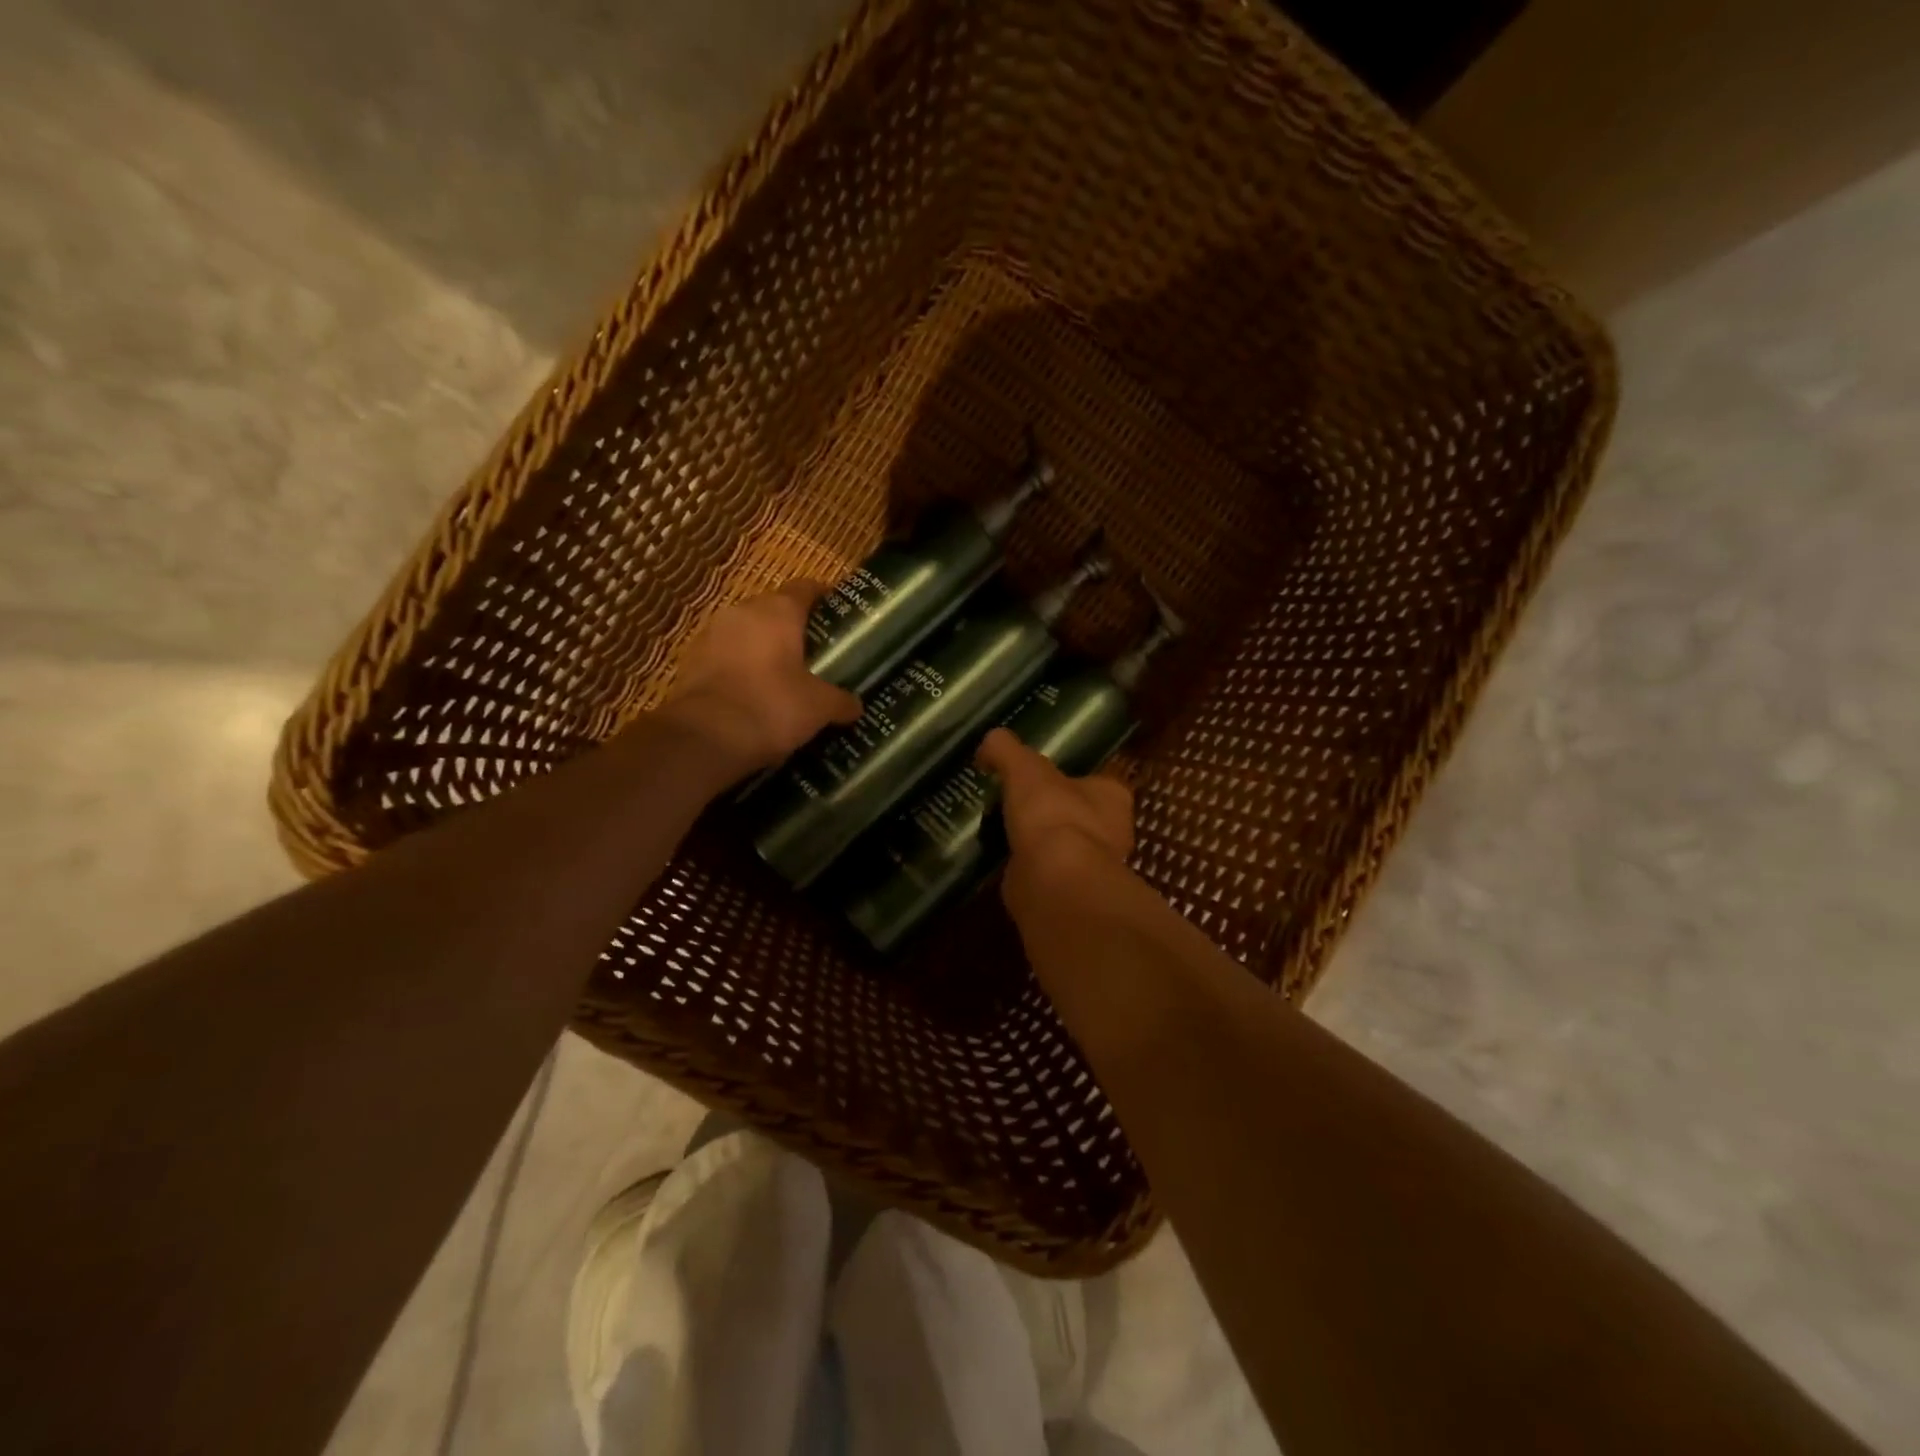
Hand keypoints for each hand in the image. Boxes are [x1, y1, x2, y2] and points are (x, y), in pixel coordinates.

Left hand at [663, 581, 862, 769]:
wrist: (703, 739)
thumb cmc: (771, 707)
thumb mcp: (819, 707)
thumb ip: (841, 701)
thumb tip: (856, 706)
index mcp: (777, 611)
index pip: (805, 587)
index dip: (823, 597)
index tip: (837, 612)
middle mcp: (741, 613)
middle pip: (773, 610)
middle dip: (793, 628)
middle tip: (816, 651)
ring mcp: (711, 636)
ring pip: (746, 634)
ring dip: (763, 649)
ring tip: (785, 675)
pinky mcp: (690, 662)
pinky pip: (725, 658)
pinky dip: (741, 670)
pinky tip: (755, 694)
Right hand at [977, 727, 1134, 909]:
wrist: (1055, 880)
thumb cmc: (1052, 814)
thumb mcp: (1024, 767)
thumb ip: (1006, 749)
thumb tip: (989, 742)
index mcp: (1112, 796)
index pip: (1094, 781)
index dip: (1066, 778)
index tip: (1037, 778)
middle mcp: (1111, 832)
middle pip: (1078, 815)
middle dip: (1049, 812)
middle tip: (1015, 804)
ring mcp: (1091, 866)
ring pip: (1061, 846)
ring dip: (1036, 842)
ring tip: (1001, 831)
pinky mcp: (1068, 893)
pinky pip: (1044, 873)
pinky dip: (1024, 868)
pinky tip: (1000, 860)